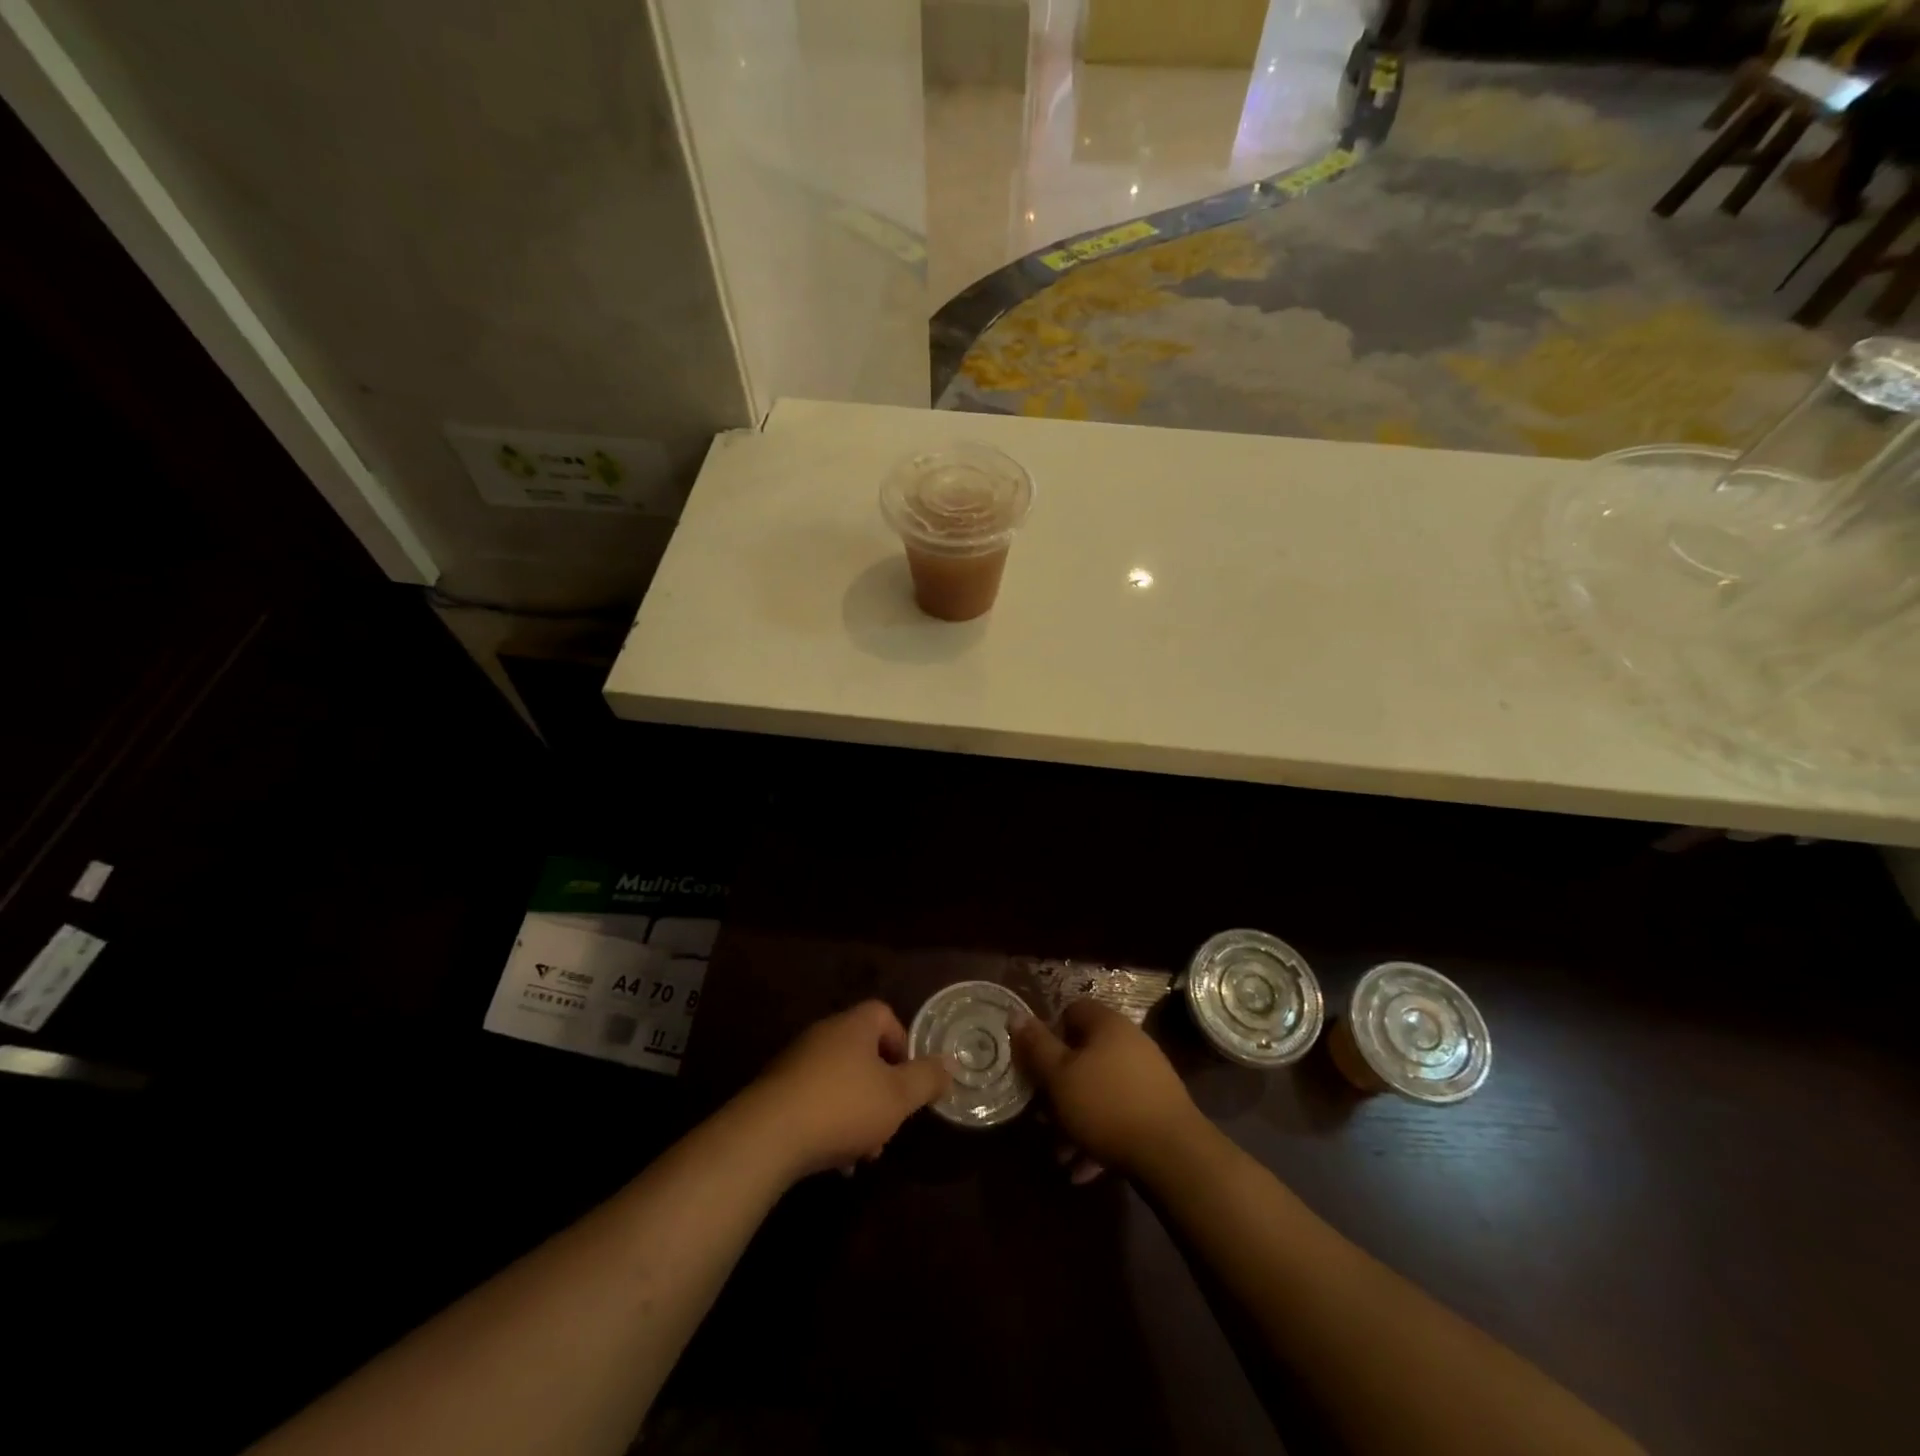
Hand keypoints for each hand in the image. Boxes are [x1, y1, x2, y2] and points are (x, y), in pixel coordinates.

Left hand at [738, 1000, 950, 1180]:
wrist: (767, 1136)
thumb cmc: (843, 1107)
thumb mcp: (897, 1097)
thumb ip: (926, 1079)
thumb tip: (948, 1064)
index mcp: (853, 1026)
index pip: (884, 1015)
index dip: (903, 1044)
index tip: (909, 1079)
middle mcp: (824, 1035)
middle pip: (863, 1053)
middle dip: (881, 1090)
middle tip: (890, 1123)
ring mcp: (796, 1063)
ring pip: (840, 1082)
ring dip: (857, 1114)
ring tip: (864, 1154)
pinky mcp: (776, 1093)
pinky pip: (814, 1102)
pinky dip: (829, 1125)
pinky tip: (835, 1163)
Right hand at [1011, 1000, 1203, 1178]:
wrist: (1174, 1155)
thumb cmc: (1106, 1105)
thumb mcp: (1059, 1076)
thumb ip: (1036, 1046)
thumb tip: (1016, 1014)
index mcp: (1107, 1025)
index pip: (1071, 1011)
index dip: (1049, 1034)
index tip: (1035, 1064)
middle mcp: (1130, 1042)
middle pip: (1084, 1055)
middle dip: (1059, 1088)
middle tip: (1042, 1117)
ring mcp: (1147, 1076)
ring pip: (1099, 1091)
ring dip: (1076, 1120)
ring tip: (1060, 1154)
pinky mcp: (1157, 1110)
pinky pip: (1118, 1116)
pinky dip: (1099, 1137)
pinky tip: (1084, 1170)